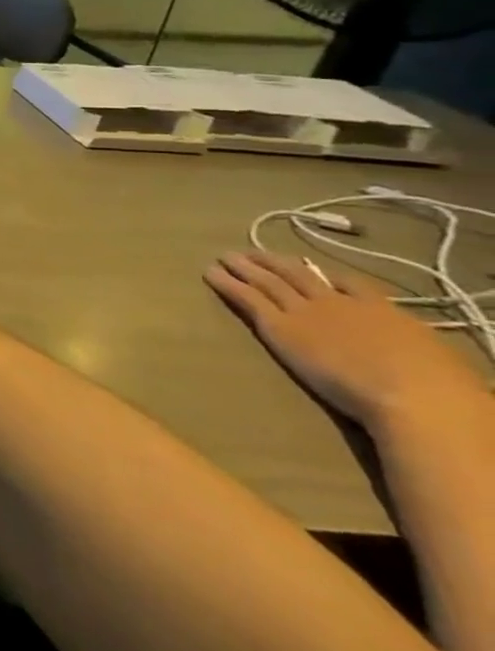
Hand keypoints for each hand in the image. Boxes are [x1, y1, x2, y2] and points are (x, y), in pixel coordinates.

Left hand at [205, 251, 488, 428]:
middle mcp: (339, 303)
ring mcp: (306, 311)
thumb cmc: (441, 390)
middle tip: (254, 253)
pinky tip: (210, 273)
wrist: (414, 397)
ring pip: (268, 280)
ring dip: (244, 266)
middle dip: (276, 262)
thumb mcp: (437, 360)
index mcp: (385, 311)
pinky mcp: (279, 326)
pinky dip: (226, 282)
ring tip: (225, 256)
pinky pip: (246, 297)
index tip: (312, 268)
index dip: (326, 274)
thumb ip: (416, 351)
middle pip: (301, 274)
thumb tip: (422, 362)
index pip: (351, 283)